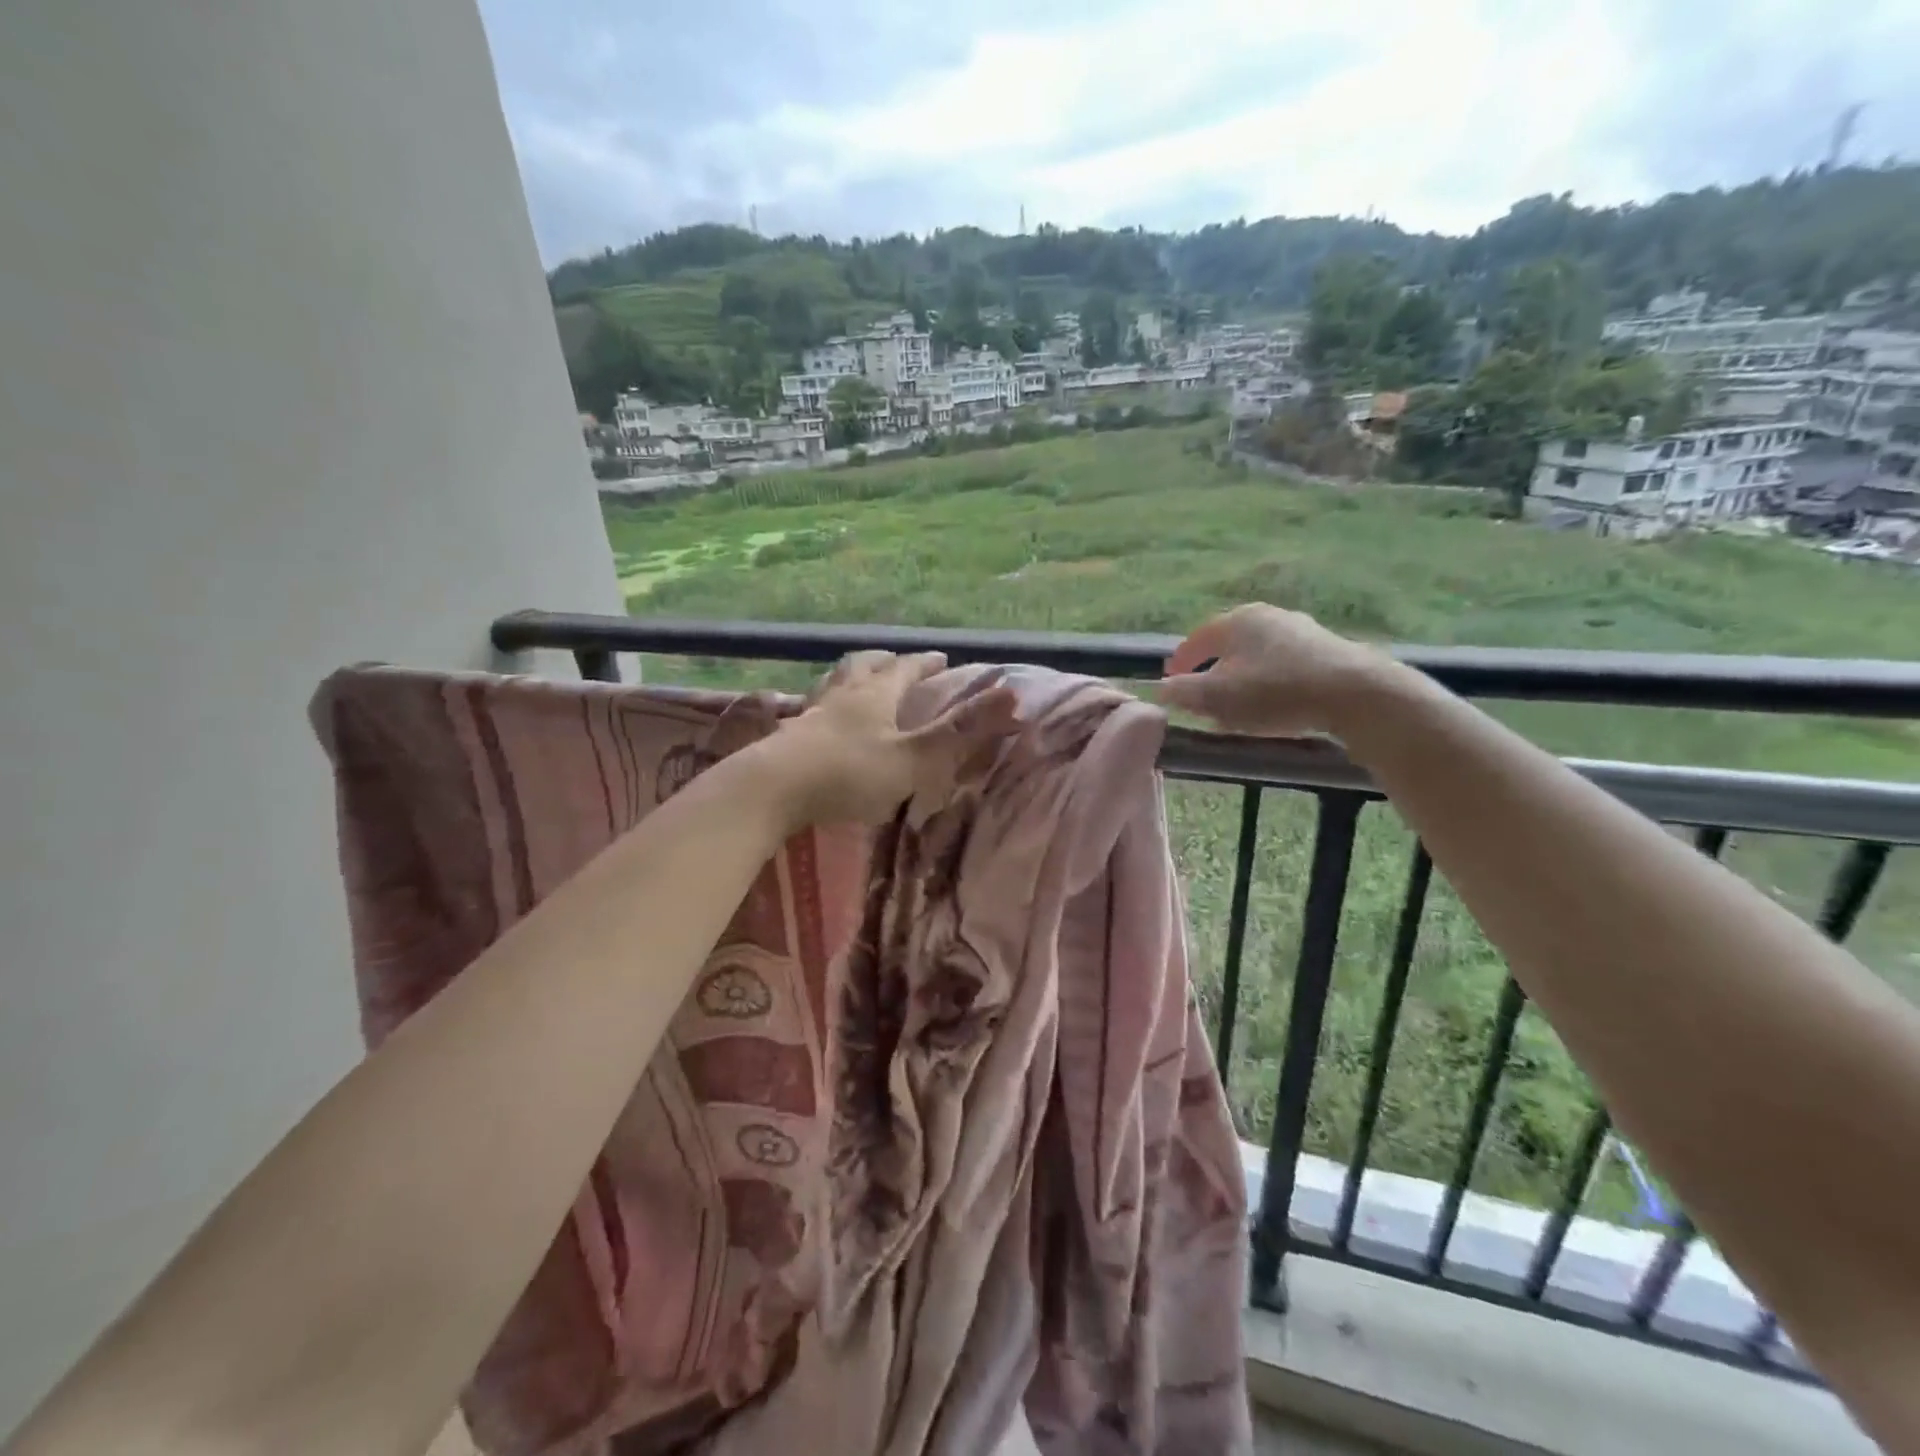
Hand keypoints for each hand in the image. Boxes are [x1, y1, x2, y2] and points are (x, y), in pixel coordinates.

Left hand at [763, 651, 1018, 827]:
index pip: (905, 668)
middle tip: (894, 660)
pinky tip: (817, 721)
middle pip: (862, 665)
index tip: (940, 658)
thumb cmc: (849, 773)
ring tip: (855, 681)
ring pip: (832, 683)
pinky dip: (821, 707)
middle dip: (883, 661)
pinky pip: (807, 711)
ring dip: (848, 677)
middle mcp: (841, 695)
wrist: (771, 790)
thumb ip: (960, 732)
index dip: (925, 663)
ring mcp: (809, 714)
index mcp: (874, 694)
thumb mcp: (913, 757)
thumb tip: (1013, 695)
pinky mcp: (786, 737)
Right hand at [1156, 603, 1394, 737]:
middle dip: (1211, 672)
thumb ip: (1183, 692)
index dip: (1179, 664)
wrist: (1356, 695)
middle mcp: (1267, 616)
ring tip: (1238, 706)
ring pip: (1257, 656)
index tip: (1170, 685)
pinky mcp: (1328, 650)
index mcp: (1235, 621)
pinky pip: (1285, 666)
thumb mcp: (1217, 698)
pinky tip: (1274, 705)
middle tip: (1203, 699)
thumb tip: (1162, 689)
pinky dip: (1270, 683)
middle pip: (1227, 646)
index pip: (1195, 640)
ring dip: (1242, 679)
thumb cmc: (1275, 692)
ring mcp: (1301, 630)